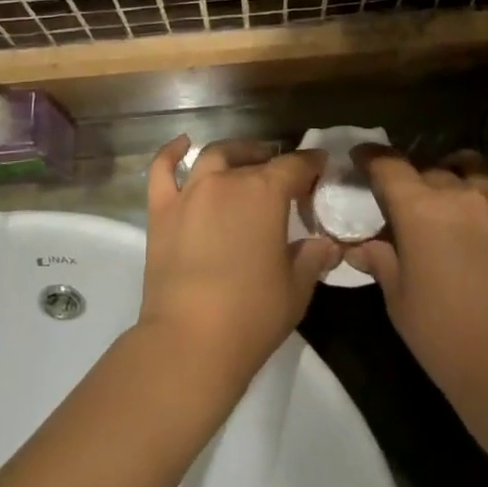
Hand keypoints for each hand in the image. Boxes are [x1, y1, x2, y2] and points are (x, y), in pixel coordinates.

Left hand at [135, 137, 340, 390]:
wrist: (189, 342)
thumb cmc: (252, 315)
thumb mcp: (297, 288)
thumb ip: (313, 257)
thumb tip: (326, 244)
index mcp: (265, 193)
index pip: (295, 165)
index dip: (311, 164)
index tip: (321, 166)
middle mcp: (227, 180)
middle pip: (255, 159)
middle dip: (274, 162)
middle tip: (284, 177)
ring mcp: (190, 193)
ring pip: (214, 156)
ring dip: (234, 153)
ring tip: (244, 160)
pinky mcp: (161, 211)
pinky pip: (162, 170)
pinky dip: (171, 152)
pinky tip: (182, 144)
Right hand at [346, 149, 487, 408]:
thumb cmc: (445, 335)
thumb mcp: (399, 300)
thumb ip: (381, 261)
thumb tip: (362, 246)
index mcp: (419, 208)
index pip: (388, 165)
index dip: (371, 158)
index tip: (361, 159)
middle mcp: (459, 193)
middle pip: (429, 169)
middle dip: (413, 181)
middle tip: (408, 205)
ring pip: (471, 169)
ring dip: (454, 178)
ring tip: (450, 201)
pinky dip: (485, 196)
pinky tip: (483, 221)